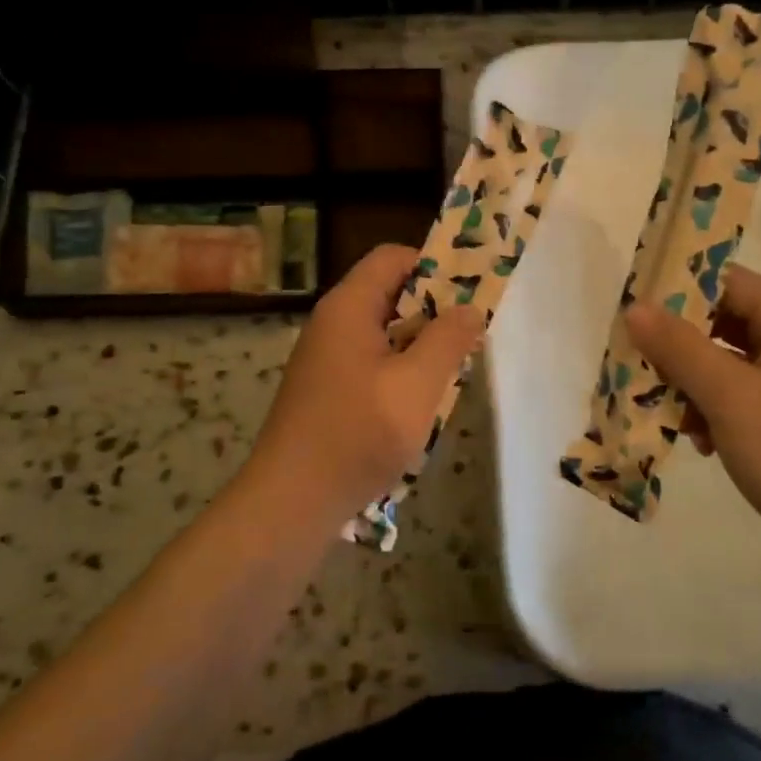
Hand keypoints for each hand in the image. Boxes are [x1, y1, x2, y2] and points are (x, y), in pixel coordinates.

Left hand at [252, 244, 483, 518]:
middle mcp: (332, 323)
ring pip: (383, 332)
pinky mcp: (325, 390)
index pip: (393, 257)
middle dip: (432, 312)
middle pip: (389, 293)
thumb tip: (470, 308)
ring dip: (418, 347)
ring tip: (449, 376)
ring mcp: (325, 358)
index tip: (468, 297)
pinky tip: (416, 406)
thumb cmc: (357, 435)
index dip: (434, 266)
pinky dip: (398, 372)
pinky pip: (370, 363)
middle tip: (466, 340)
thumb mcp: (416, 386)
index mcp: (348, 307)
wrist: (290, 502)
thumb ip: (447, 341)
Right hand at [624, 266, 760, 574]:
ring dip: (693, 385)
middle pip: (723, 323)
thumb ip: (679, 348)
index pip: (726, 281)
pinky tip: (702, 443)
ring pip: (727, 363)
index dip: (677, 291)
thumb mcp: (731, 397)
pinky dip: (714, 411)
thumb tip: (635, 307)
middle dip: (679, 348)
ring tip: (673, 417)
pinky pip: (741, 397)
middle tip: (641, 369)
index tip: (635, 316)